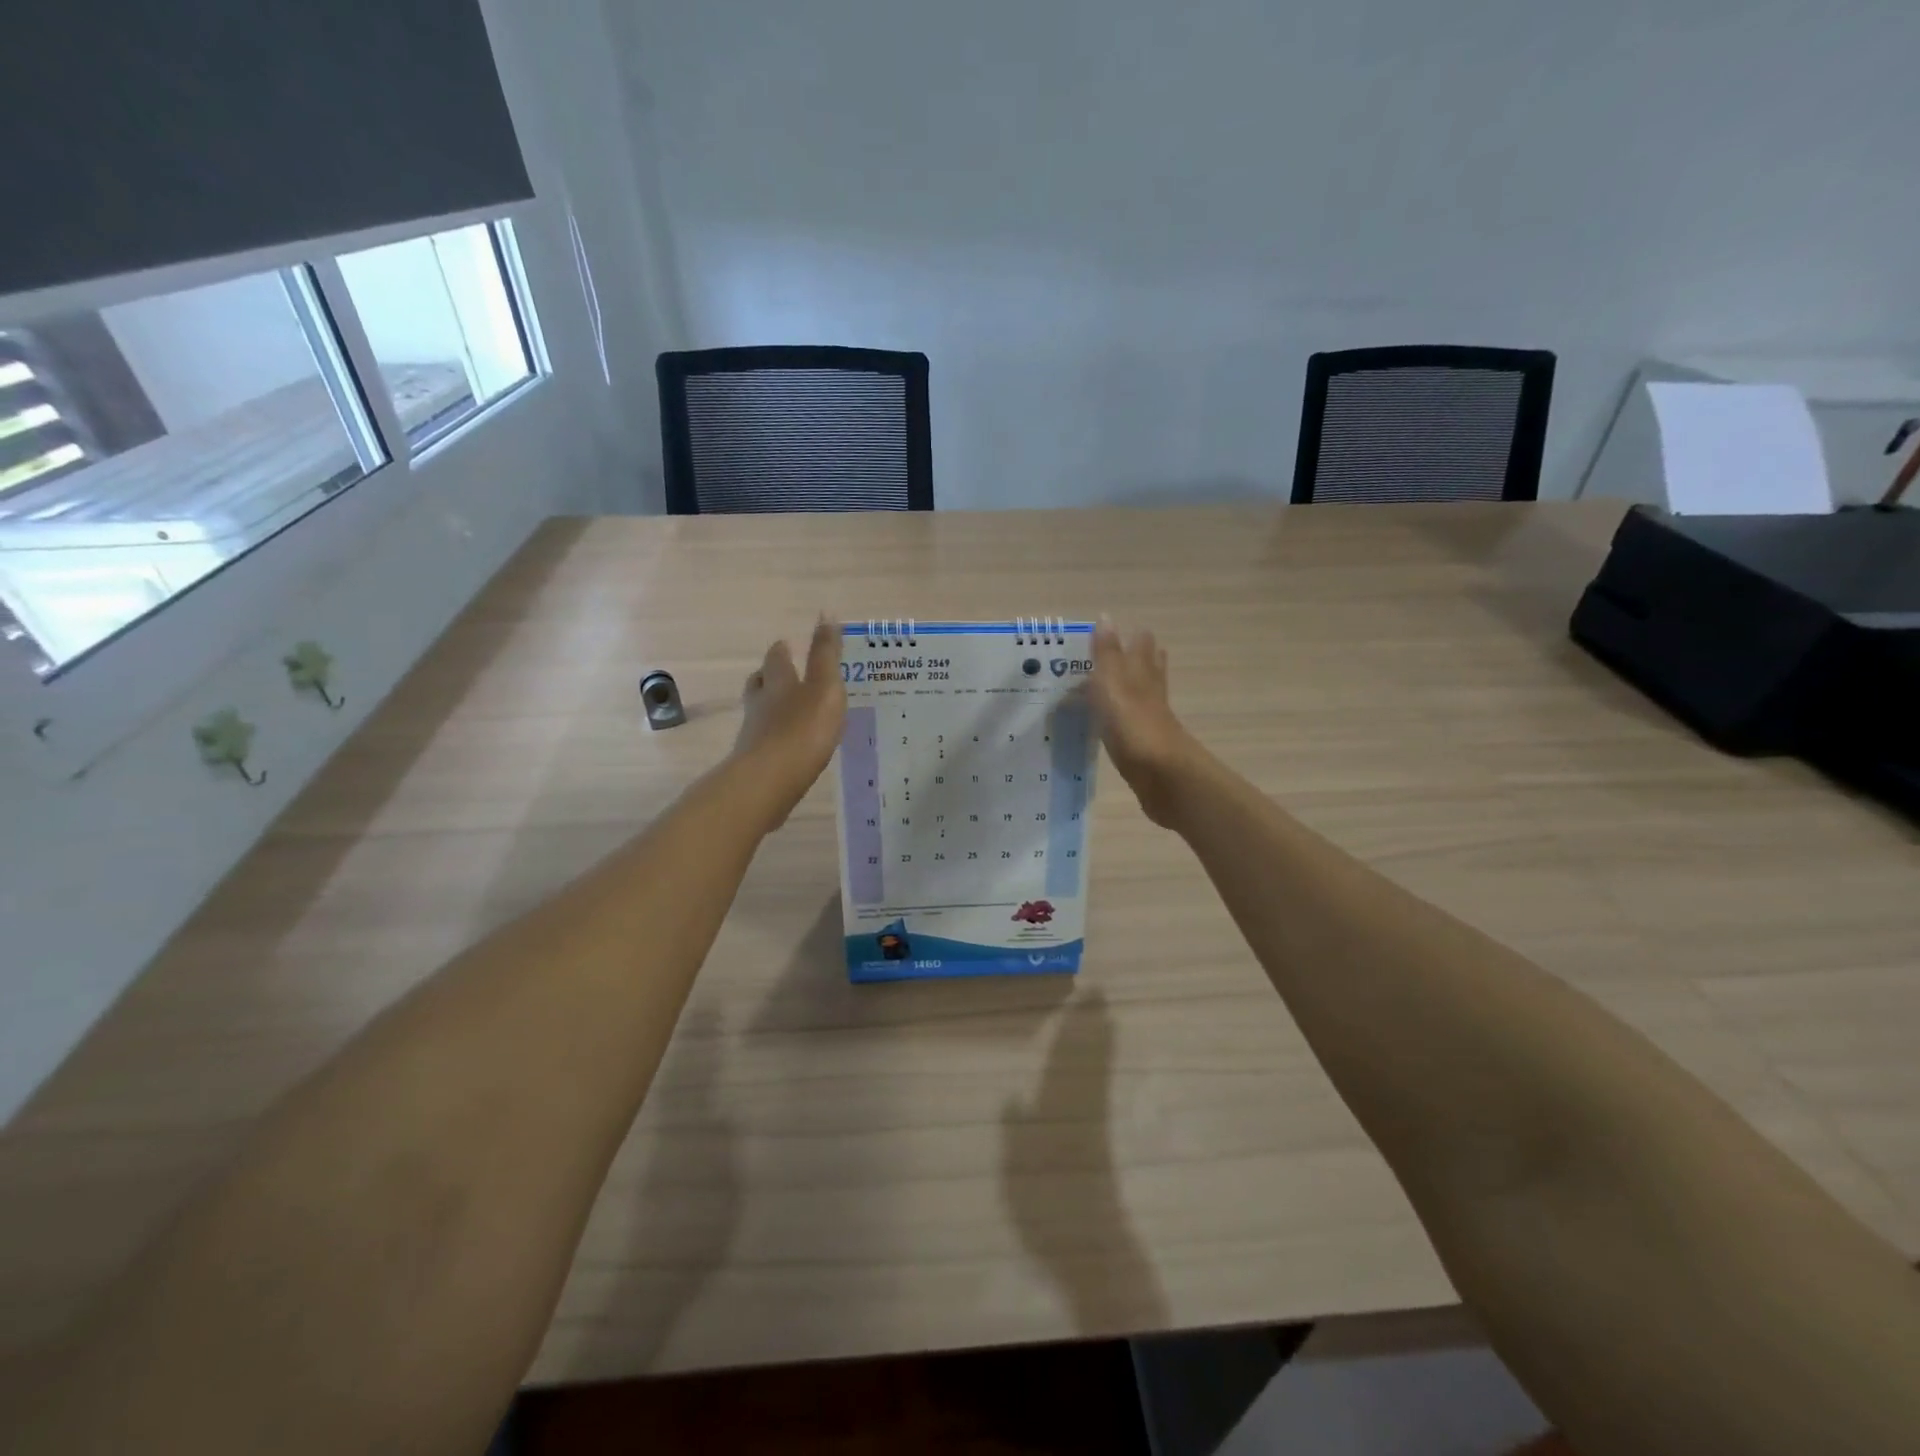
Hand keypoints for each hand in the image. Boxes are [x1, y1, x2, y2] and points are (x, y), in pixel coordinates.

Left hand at [732, 617, 846, 825]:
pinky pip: (763, 740)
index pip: (776, 660)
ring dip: (768, 706)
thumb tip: (825, 613)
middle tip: (777, 672)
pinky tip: (784, 744)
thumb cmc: (804, 728)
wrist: (771, 779)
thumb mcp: (825, 686)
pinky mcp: (756, 760)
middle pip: (759, 683)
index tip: (785, 644)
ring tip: (782, 708)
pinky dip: (772, 736)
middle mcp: (761, 703)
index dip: (782, 652)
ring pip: (758, 711)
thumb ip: (826, 654)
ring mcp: (754, 733)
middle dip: (768, 676)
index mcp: (780, 682)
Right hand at [1087, 619, 1203, 827]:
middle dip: (1140, 661)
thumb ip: (1107, 653)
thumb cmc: (1133, 723)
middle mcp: (1151, 693)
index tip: (1121, 633)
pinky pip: (1133, 726)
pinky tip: (1116, 725)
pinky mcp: (1147, 749)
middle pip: (1150, 670)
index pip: (1143, 646)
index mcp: (1142, 674)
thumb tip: (1106, 616)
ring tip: (1116, 687)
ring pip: (1144, 698)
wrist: (1161, 775)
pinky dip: (1125, 720)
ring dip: (1133, 690)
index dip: (1135, 638)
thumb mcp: (1112, 682)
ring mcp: (1151, 722)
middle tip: (1121, 656)